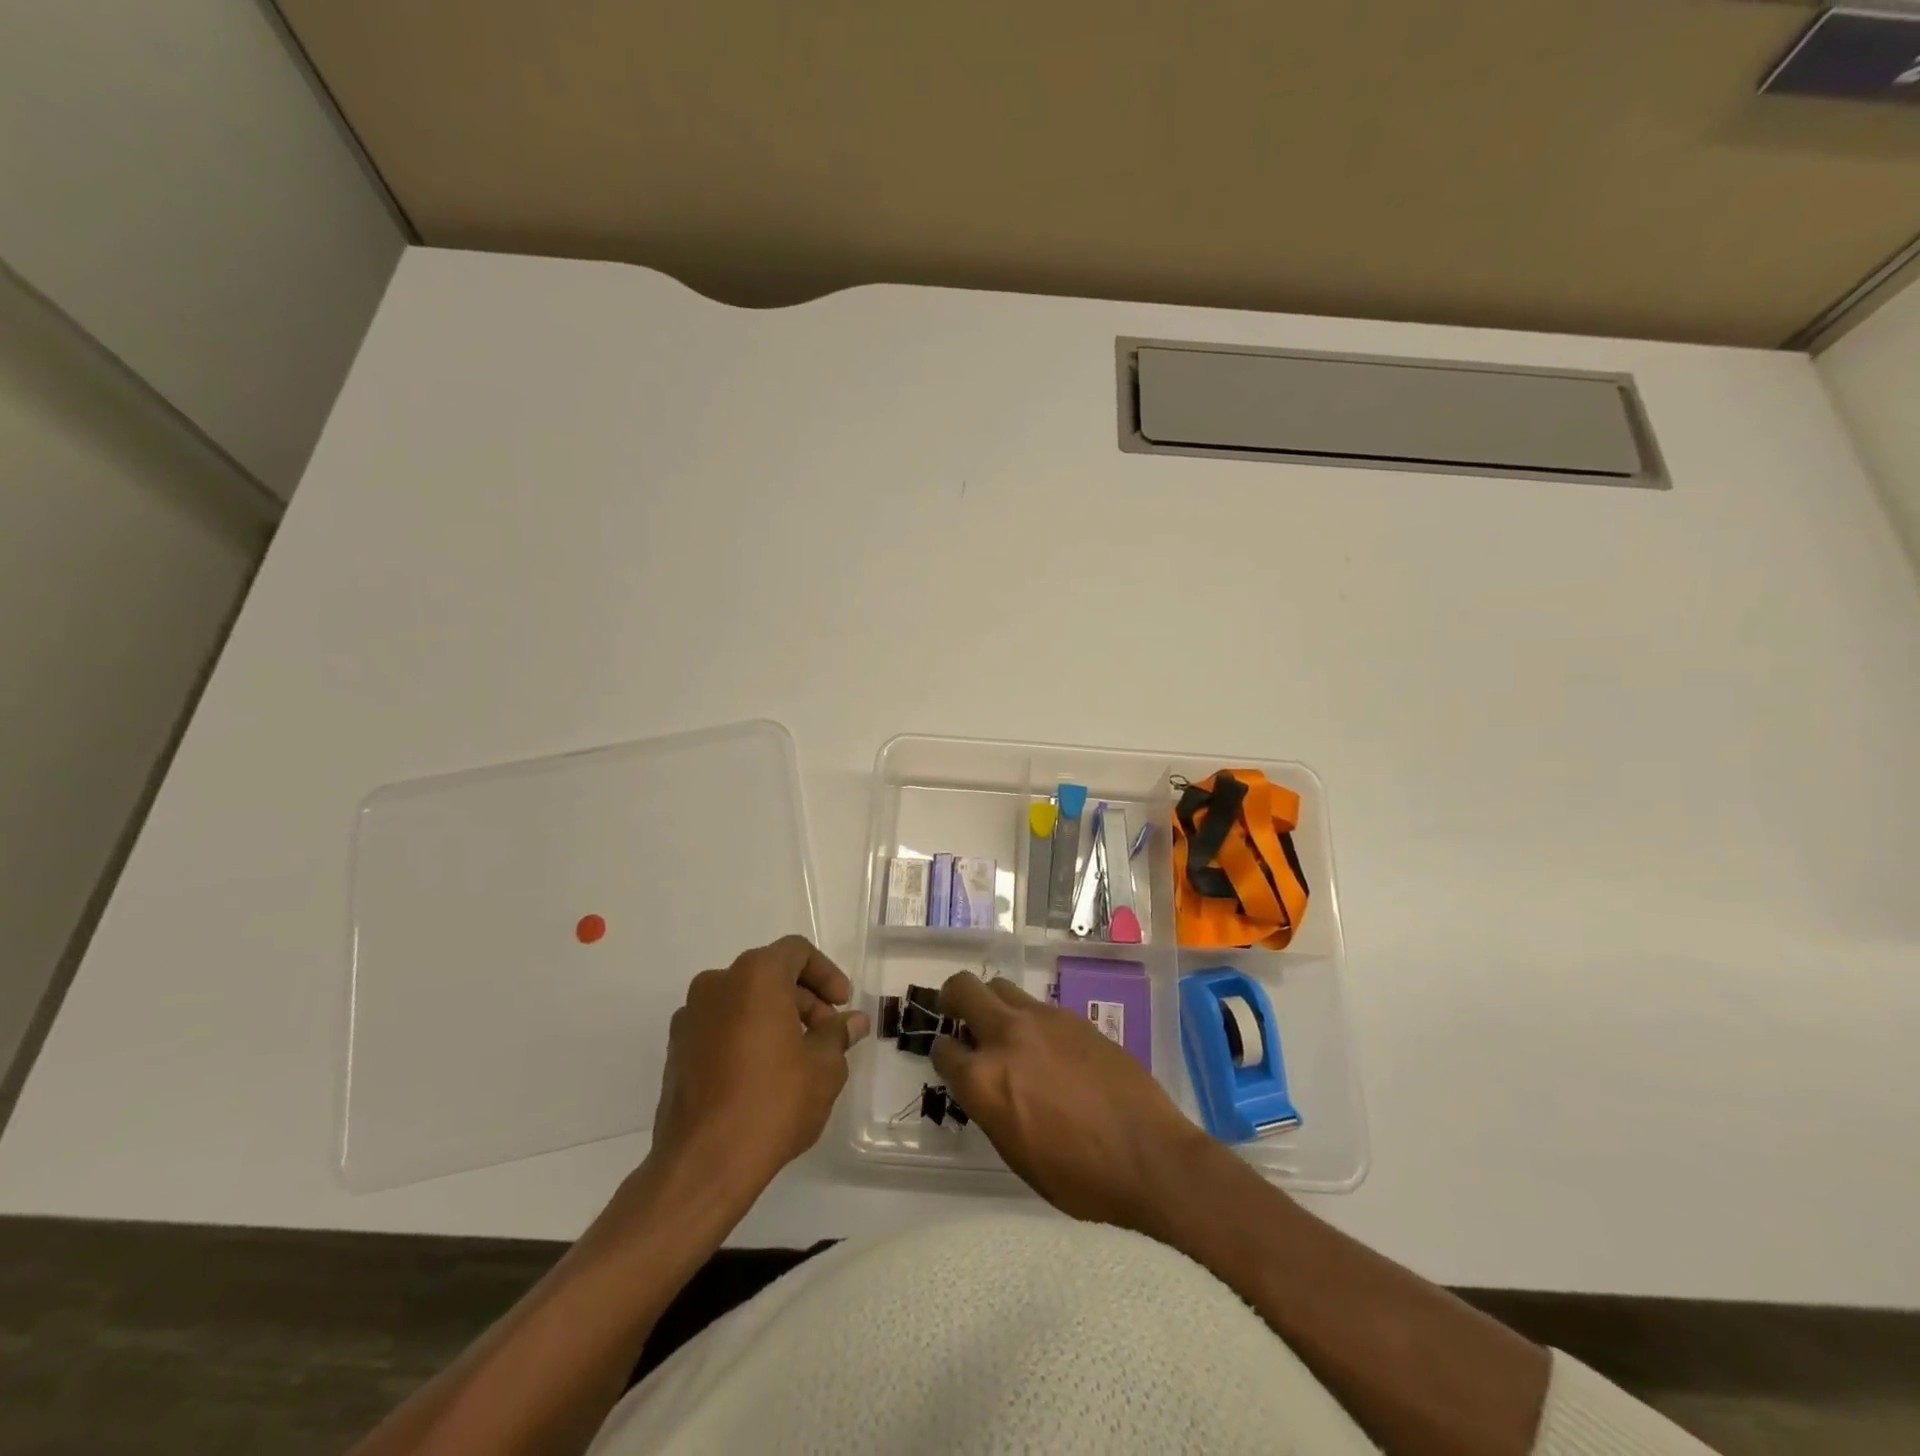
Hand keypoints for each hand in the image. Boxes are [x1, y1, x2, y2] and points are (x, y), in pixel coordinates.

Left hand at [648, 936, 869, 1200]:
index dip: (826, 974)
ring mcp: (689, 1018)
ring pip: (743, 1001)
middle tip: (827, 1036)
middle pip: (769, 975)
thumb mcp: (823, 1067)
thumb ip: (838, 1035)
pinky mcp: (675, 1051)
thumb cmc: (772, 1103)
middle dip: (803, 1000)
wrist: (703, 1164)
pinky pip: (721, 1027)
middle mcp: (716, 984)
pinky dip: (746, 1036)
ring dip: (775, 1018)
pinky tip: (764, 1074)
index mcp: (754, 976)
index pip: (796, 952)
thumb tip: (852, 1021)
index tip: (842, 1005)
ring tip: (799, 1058)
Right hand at [931, 971, 1217, 1231]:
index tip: (950, 1060)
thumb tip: (984, 1087)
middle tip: (958, 1015)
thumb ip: (990, 1109)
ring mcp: (1043, 1019)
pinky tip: (1046, 1046)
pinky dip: (1028, 1018)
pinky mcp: (1074, 1016)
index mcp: (984, 1080)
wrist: (1150, 1157)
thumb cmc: (1079, 1177)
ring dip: (992, 1003)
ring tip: (1004, 1030)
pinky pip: (1036, 1005)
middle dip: (953, 999)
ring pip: (1000, 986)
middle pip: (963, 989)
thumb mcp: (1016, 1155)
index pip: (943, 1049)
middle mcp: (1006, 1037)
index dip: (943, 1054)